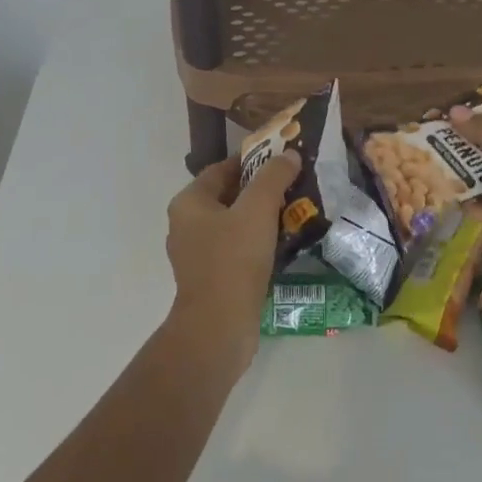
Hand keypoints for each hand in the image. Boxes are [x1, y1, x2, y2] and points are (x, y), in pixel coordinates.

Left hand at [164, 151, 300, 371]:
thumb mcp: (257, 210)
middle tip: (294, 185)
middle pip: (228, 196)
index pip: (222, 169)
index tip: (282, 160)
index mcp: (189, 203)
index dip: (253, 161)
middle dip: (261, 190)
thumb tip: (289, 154)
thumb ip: (274, 177)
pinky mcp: (210, 278)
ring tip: (294, 212)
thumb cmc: (234, 260)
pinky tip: (282, 244)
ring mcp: (196, 254)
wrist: (219, 327)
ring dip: (261, 217)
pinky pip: (236, 249)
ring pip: (233, 224)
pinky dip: (257, 242)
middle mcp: (186, 224)